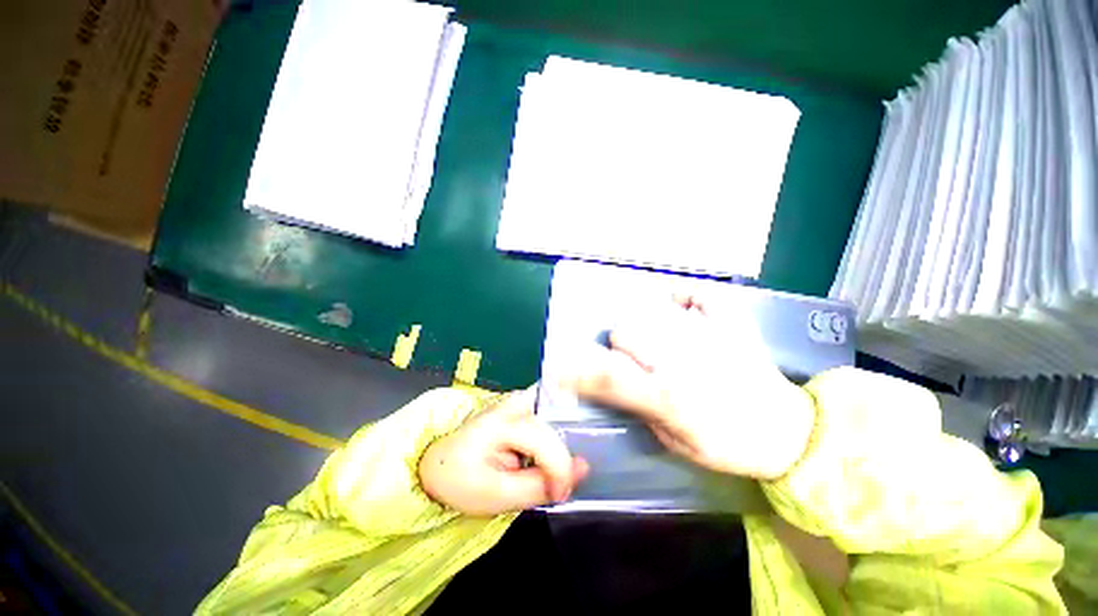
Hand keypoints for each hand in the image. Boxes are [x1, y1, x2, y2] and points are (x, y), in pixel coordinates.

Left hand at [419, 388, 588, 515]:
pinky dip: (551, 443)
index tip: (558, 496)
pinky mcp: (522, 404)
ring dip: (557, 452)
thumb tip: (582, 470)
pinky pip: (548, 421)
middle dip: (560, 461)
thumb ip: (540, 485)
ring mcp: (520, 399)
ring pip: (556, 422)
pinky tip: (540, 459)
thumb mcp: (497, 495)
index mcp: (501, 421)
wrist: (438, 460)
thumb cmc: (460, 479)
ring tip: (546, 475)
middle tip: (554, 488)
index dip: (561, 472)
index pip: (546, 442)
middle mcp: (515, 402)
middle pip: (555, 428)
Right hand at [565, 294, 815, 479]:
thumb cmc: (730, 446)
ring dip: (645, 325)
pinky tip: (681, 309)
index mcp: (670, 397)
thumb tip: (615, 383)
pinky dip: (685, 297)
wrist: (792, 434)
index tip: (561, 366)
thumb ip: (641, 409)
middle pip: (626, 332)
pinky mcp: (731, 322)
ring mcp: (709, 335)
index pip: (610, 374)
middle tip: (633, 360)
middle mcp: (685, 360)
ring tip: (658, 340)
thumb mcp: (677, 443)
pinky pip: (699, 294)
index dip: (578, 369)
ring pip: (652, 312)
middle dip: (619, 346)